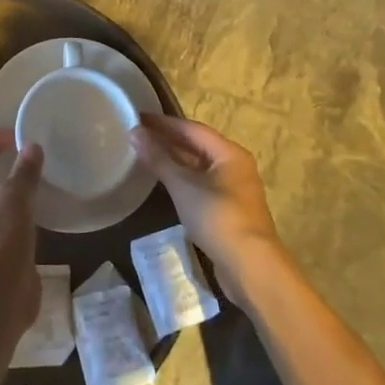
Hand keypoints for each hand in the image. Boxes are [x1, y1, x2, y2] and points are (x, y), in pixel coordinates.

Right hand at [131, 114, 284, 296]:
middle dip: (168, 140)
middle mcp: (235, 166)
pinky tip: (164, 182)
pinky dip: (182, 178)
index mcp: (229, 153)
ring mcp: (234, 189)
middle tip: (138, 134)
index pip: (192, 128)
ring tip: (146, 155)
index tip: (138, 117)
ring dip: (174, 160)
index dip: (164, 122)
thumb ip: (159, 158)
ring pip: (199, 166)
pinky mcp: (228, 210)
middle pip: (197, 146)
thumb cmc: (218, 217)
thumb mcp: (183, 186)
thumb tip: (135, 133)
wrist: (250, 266)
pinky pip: (201, 184)